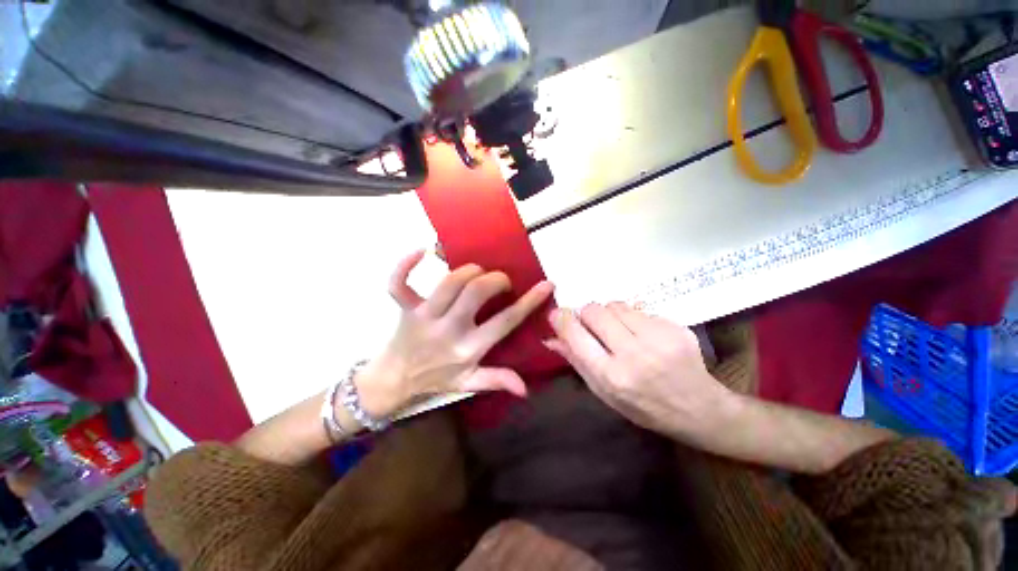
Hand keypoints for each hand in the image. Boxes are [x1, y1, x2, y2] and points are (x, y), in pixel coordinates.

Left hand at [355, 250, 554, 417]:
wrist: (394, 379)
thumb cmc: (435, 378)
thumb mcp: (468, 384)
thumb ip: (497, 380)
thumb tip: (525, 388)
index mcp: (468, 349)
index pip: (505, 322)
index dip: (529, 301)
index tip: (546, 284)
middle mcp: (449, 329)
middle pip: (476, 293)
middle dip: (496, 280)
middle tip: (501, 282)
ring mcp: (425, 316)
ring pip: (449, 283)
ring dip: (469, 271)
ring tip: (477, 273)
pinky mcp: (406, 308)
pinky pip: (400, 284)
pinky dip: (405, 266)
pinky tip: (421, 251)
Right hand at [546, 302, 732, 441]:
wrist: (700, 410)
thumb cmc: (644, 407)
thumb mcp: (604, 393)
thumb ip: (576, 361)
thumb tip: (550, 338)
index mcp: (612, 376)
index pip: (576, 334)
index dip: (562, 319)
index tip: (557, 314)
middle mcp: (634, 354)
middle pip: (594, 310)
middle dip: (586, 314)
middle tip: (593, 326)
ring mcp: (658, 338)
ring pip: (615, 305)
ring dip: (610, 314)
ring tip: (620, 331)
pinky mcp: (675, 327)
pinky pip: (638, 309)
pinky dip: (632, 318)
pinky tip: (643, 335)